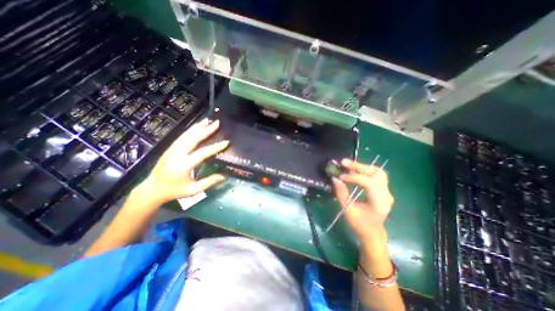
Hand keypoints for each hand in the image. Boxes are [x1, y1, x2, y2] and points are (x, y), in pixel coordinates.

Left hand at [140, 118, 228, 203]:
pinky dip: (190, 130)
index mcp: (184, 165)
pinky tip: (196, 126)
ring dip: (198, 127)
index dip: (215, 147)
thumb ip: (208, 182)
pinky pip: (182, 136)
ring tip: (208, 120)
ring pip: (186, 135)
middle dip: (205, 130)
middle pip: (193, 138)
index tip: (226, 142)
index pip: (202, 153)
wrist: (153, 188)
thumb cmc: (174, 190)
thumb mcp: (193, 190)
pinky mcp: (170, 148)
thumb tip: (223, 176)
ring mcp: (172, 149)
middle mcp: (177, 154)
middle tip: (216, 123)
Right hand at [329, 159, 393, 238]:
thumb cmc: (360, 224)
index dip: (353, 177)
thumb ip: (341, 193)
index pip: (368, 183)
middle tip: (343, 162)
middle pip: (375, 173)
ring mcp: (387, 192)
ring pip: (378, 172)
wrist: (373, 233)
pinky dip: (365, 170)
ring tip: (349, 165)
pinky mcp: (384, 190)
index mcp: (379, 203)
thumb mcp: (347, 210)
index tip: (340, 176)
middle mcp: (386, 195)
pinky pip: (377, 175)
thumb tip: (335, 178)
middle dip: (358, 166)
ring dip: (362, 166)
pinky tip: (356, 170)